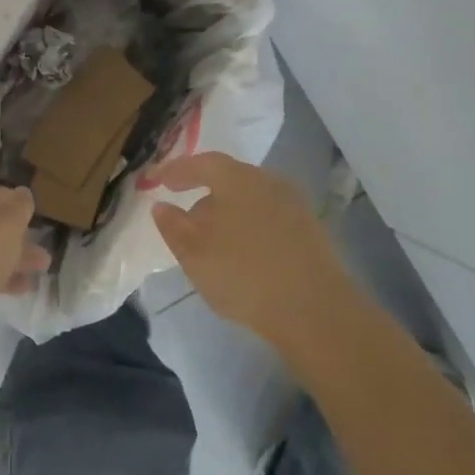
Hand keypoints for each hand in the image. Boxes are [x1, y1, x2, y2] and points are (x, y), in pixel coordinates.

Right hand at [149, 153, 355, 352]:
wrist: (317, 311)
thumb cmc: (245, 274)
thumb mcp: (195, 254)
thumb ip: (173, 226)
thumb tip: (162, 206)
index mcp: (237, 178)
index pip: (202, 163)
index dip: (177, 170)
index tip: (158, 181)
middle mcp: (268, 182)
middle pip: (229, 179)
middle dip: (204, 194)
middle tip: (184, 216)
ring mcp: (294, 205)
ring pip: (250, 200)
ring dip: (227, 214)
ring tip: (212, 242)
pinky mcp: (311, 231)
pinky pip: (268, 218)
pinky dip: (249, 228)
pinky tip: (243, 255)